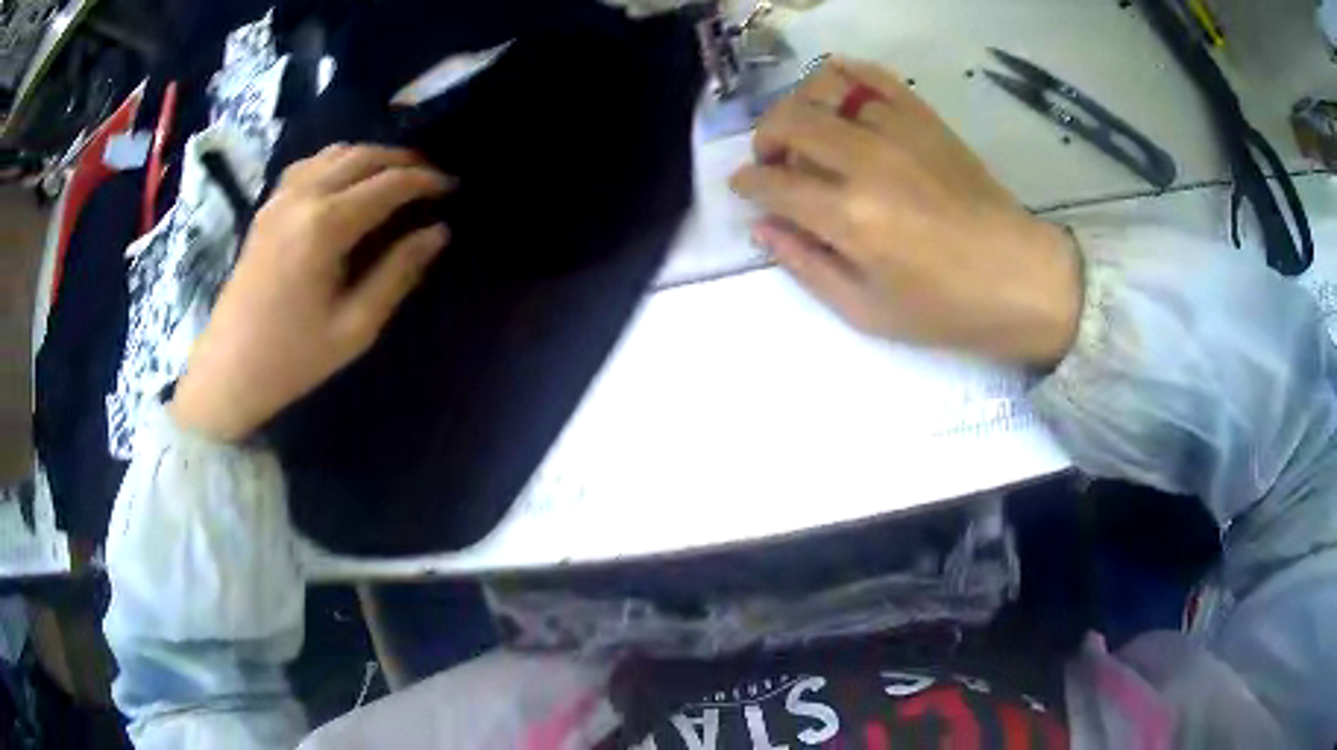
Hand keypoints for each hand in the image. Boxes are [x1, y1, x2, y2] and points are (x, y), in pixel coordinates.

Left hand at [171, 145, 453, 441]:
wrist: (229, 370)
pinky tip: (346, 178)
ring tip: (395, 174)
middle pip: (363, 157)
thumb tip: (438, 233)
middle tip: (431, 176)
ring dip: (371, 156)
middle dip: (403, 160)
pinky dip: (337, 161)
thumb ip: (398, 273)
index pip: (388, 185)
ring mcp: (280, 199)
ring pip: (335, 153)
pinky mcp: (267, 208)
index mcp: (325, 226)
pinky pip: (308, 165)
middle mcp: (303, 198)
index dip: (425, 181)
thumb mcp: (355, 327)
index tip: (452, 187)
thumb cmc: (293, 357)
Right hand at [730, 58, 1080, 366]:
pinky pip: (871, 74)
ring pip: (823, 88)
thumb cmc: (944, 307)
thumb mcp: (865, 310)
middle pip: (788, 120)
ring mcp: (898, 130)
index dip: (748, 183)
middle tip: (774, 160)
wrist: (1019, 276)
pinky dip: (843, 75)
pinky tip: (839, 98)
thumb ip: (806, 265)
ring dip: (801, 107)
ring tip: (809, 131)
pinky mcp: (924, 117)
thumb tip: (762, 227)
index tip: (746, 187)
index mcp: (849, 217)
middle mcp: (867, 161)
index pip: (772, 182)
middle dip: (765, 137)